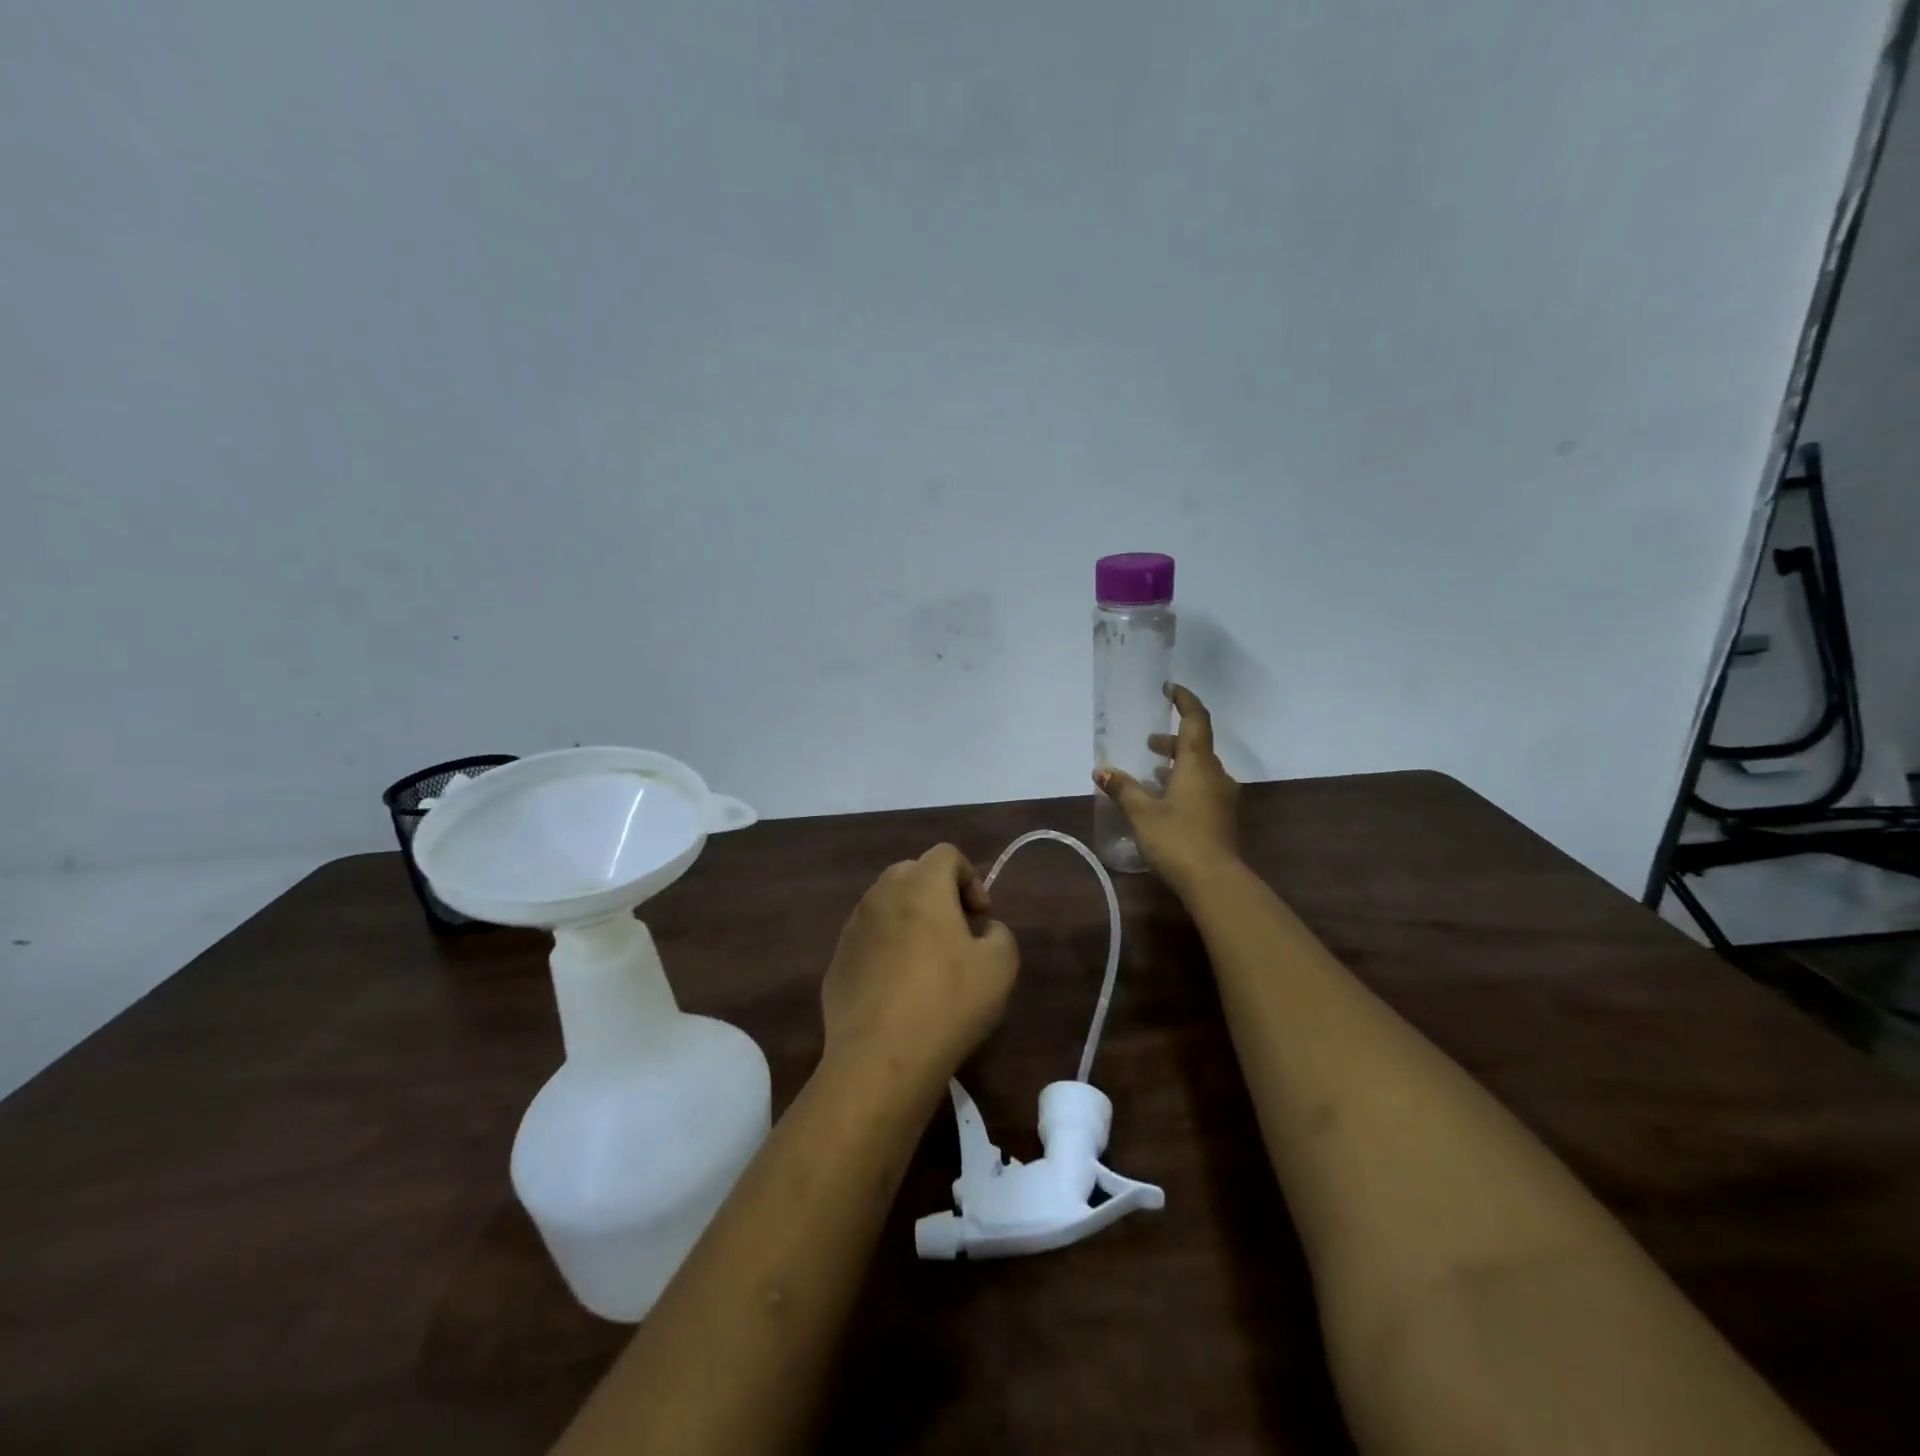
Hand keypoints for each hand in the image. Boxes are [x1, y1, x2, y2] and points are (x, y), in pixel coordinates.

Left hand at [821, 844, 1019, 1086]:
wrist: (880, 1059)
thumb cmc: (947, 1003)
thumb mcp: (999, 967)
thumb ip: (1000, 935)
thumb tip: (984, 930)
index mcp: (921, 885)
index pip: (946, 854)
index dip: (971, 878)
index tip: (981, 917)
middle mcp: (881, 895)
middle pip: (912, 873)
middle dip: (938, 894)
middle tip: (957, 933)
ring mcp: (853, 928)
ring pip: (886, 906)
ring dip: (910, 920)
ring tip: (928, 963)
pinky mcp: (837, 961)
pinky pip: (868, 940)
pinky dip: (886, 949)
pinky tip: (900, 990)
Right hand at [1095, 684, 1240, 889]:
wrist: (1215, 881)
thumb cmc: (1177, 839)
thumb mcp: (1142, 813)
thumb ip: (1123, 789)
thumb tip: (1101, 770)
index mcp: (1197, 764)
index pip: (1196, 720)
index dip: (1184, 701)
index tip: (1169, 690)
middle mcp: (1215, 774)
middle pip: (1197, 746)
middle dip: (1172, 741)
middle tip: (1148, 745)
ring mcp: (1223, 797)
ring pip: (1201, 769)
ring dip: (1178, 765)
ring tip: (1152, 774)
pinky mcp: (1223, 817)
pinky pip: (1204, 788)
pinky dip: (1185, 784)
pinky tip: (1166, 801)